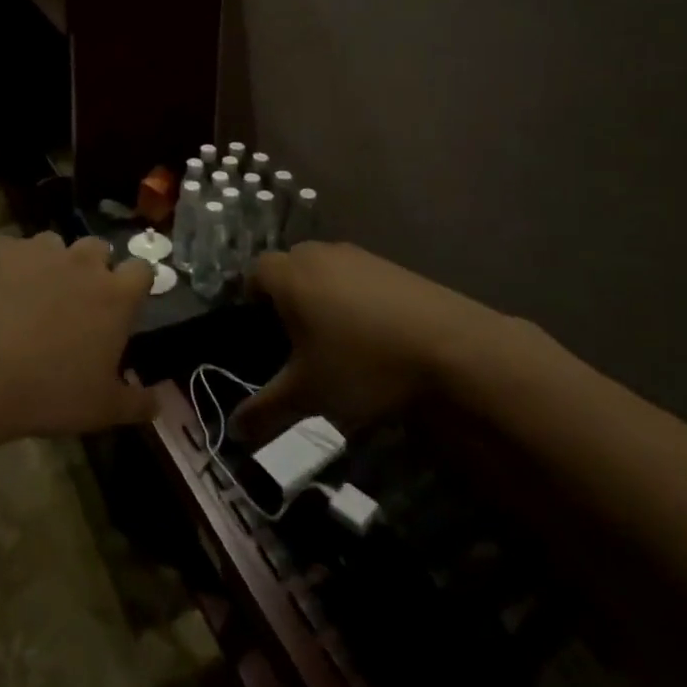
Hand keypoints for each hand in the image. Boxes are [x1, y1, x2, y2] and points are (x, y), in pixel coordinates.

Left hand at [0, 232, 156, 440]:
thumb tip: (160, 404)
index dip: (134, 283)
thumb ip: (137, 403)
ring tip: (32, 294)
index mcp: (116, 295)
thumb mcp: (103, 410)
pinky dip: (5, 264)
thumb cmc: (51, 393)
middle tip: (76, 300)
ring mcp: (39, 250)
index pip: (142, 270)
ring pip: (53, 244)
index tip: (124, 303)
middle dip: (92, 267)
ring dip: (49, 263)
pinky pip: (8, 249)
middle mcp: (82, 262)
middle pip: (98, 248)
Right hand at [232, 241, 504, 444]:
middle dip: (287, 298)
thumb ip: (265, 411)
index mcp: (290, 275)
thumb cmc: (362, 365)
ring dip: (323, 297)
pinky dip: (356, 298)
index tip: (261, 334)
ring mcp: (361, 256)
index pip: (254, 273)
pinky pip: (359, 277)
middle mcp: (320, 254)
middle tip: (295, 341)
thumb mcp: (308, 395)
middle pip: (290, 267)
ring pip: (326, 270)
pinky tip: (374, 336)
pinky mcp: (394, 266)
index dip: (252, 300)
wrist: (453, 348)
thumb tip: (233, 431)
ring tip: (336, 341)